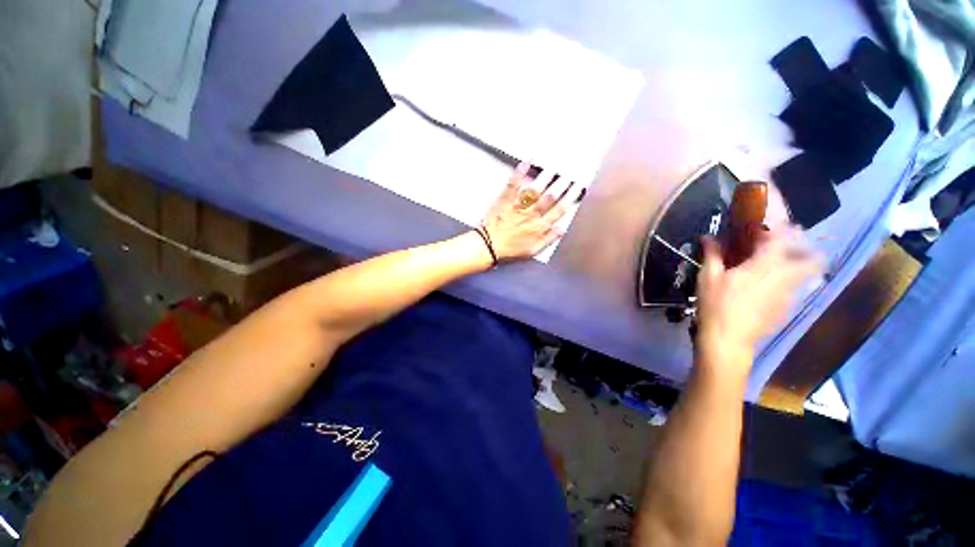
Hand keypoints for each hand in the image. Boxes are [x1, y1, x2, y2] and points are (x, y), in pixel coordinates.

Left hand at [479, 162, 582, 260]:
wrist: (489, 245)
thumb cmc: (510, 249)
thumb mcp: (533, 250)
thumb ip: (548, 239)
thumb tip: (562, 229)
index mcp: (539, 226)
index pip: (559, 210)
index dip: (570, 198)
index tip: (578, 188)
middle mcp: (531, 214)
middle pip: (550, 197)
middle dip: (561, 185)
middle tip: (569, 175)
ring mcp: (518, 206)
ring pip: (535, 189)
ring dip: (546, 178)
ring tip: (554, 168)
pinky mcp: (506, 199)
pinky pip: (514, 184)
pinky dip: (520, 171)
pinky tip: (527, 161)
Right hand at [695, 227, 822, 375]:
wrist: (728, 339)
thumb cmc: (716, 305)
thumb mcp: (708, 277)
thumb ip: (712, 254)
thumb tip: (708, 236)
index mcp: (764, 266)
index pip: (783, 238)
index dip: (781, 228)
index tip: (772, 224)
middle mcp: (785, 277)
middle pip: (813, 259)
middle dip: (808, 249)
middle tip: (789, 247)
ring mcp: (790, 295)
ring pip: (808, 275)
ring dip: (800, 266)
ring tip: (780, 268)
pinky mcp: (787, 309)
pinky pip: (795, 289)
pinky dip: (788, 283)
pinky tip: (768, 290)